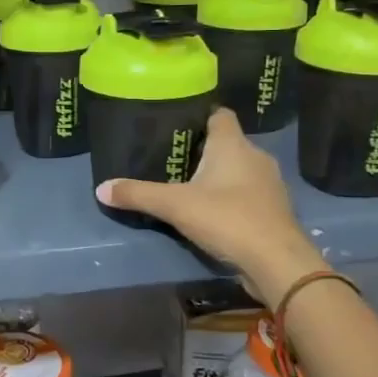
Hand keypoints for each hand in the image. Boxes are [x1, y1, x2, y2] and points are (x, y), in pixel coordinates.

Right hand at [96, 107, 322, 305]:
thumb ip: (138, 194)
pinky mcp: (273, 210)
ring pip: (239, 169)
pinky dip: (230, 197)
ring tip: (187, 184)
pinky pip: (247, 193)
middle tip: (171, 157)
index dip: (199, 116)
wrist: (277, 262)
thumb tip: (100, 188)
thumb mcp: (175, 205)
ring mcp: (269, 184)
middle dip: (202, 149)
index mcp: (233, 144)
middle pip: (226, 143)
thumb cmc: (227, 218)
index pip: (219, 114)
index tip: (175, 124)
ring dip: (218, 175)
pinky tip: (211, 211)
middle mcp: (255, 156)